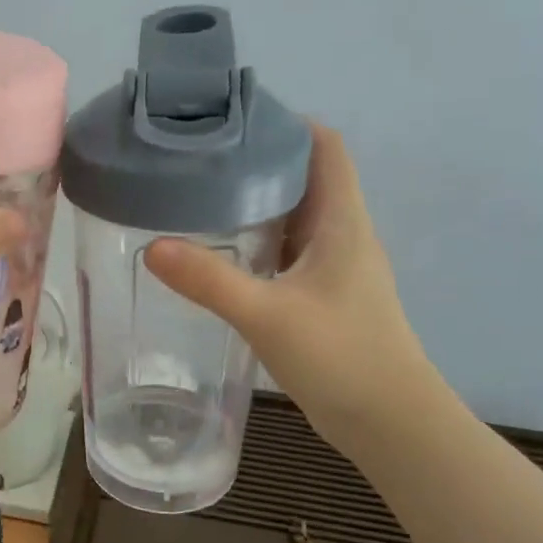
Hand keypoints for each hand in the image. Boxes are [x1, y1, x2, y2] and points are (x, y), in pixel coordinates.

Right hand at [143, 125, 431, 441]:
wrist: (390, 423)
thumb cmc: (342, 357)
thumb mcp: (268, 315)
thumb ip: (210, 281)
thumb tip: (152, 247)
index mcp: (342, 222)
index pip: (324, 148)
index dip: (286, 124)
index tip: (232, 119)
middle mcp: (342, 235)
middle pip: (303, 177)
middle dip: (256, 160)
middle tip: (197, 157)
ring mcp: (333, 268)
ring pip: (292, 217)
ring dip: (253, 203)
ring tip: (198, 196)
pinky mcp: (321, 297)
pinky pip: (285, 253)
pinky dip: (255, 243)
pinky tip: (218, 254)